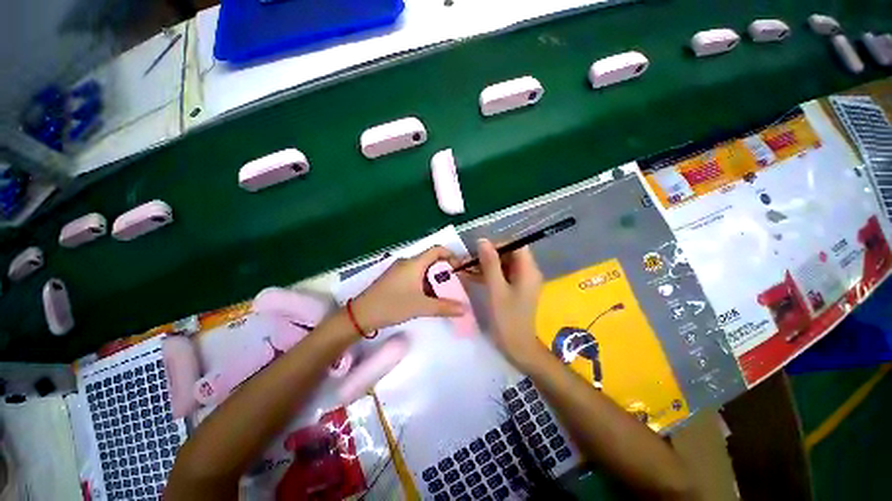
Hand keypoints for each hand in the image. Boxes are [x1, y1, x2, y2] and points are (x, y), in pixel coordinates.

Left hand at [351, 246, 465, 331]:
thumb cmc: (392, 305)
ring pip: (422, 269)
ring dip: (434, 278)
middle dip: (444, 270)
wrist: (361, 314)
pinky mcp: (394, 278)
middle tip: (454, 283)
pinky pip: (414, 275)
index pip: (437, 249)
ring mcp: (399, 270)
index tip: (459, 268)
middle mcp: (407, 262)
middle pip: (431, 259)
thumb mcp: (421, 306)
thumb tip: (464, 309)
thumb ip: (444, 307)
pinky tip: (426, 296)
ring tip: (442, 293)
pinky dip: (424, 282)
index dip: (451, 255)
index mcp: (414, 263)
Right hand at [474, 239, 546, 368]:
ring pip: (503, 265)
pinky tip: (472, 277)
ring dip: (486, 265)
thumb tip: (483, 241)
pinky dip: (489, 275)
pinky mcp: (515, 289)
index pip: (516, 245)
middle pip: (509, 254)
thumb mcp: (496, 289)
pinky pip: (502, 276)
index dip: (498, 244)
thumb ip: (490, 263)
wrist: (518, 347)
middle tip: (469, 261)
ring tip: (466, 268)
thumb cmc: (507, 318)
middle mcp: (528, 272)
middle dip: (489, 255)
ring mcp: (522, 281)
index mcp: (528, 270)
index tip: (479, 251)